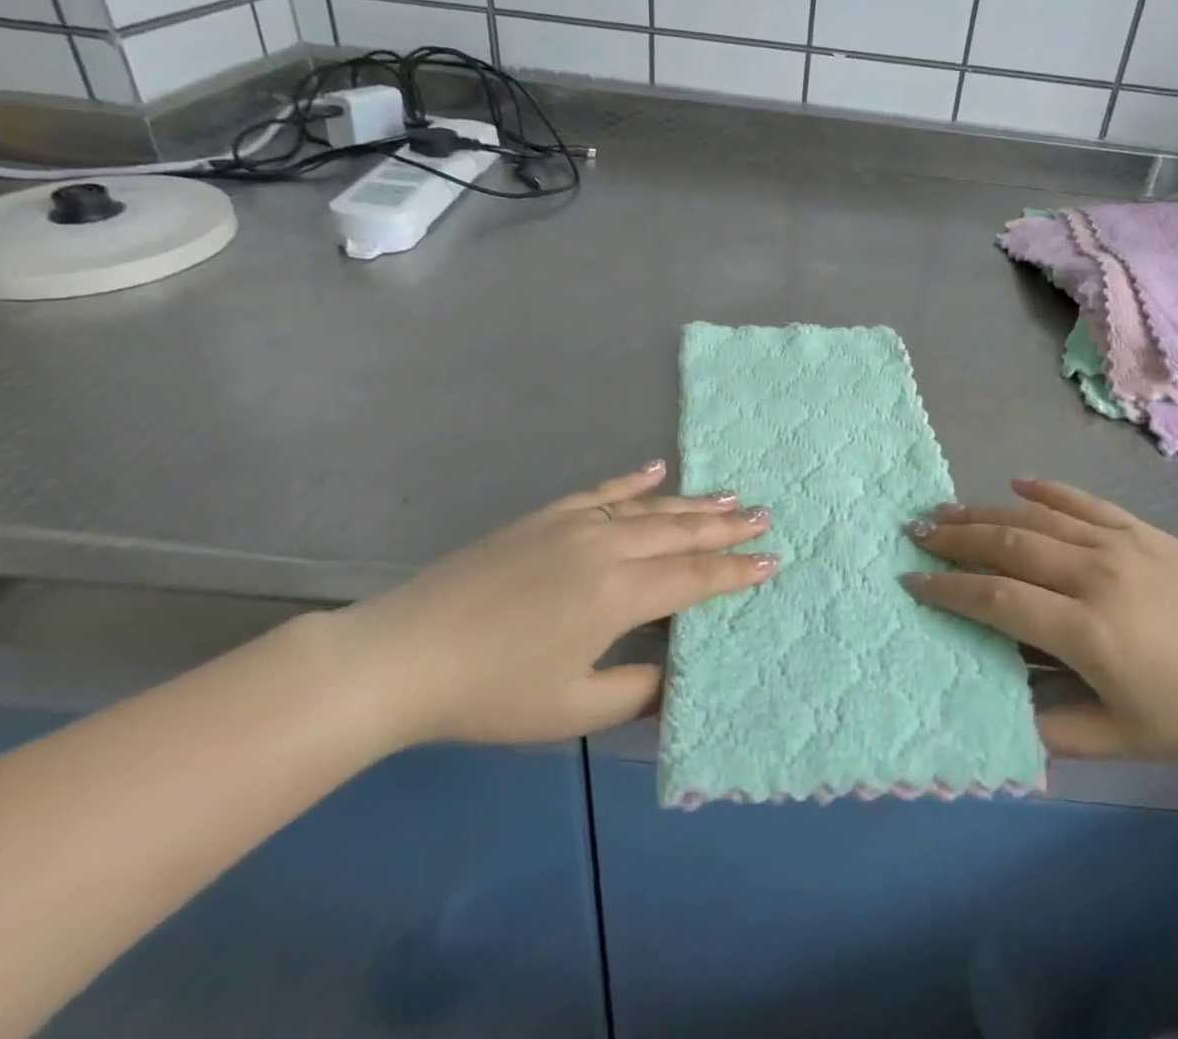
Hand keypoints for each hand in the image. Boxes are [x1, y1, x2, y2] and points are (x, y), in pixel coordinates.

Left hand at [326, 462, 773, 749]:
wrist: (404, 653)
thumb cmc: (490, 691)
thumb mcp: (570, 709)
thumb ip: (634, 692)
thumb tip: (674, 675)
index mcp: (619, 593)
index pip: (695, 578)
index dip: (736, 571)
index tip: (773, 561)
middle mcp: (608, 546)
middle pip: (681, 532)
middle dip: (727, 526)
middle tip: (766, 515)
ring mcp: (576, 523)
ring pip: (650, 507)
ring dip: (693, 501)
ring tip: (730, 494)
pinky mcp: (546, 515)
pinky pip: (603, 490)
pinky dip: (634, 479)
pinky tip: (657, 468)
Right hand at [907, 479, 1177, 759]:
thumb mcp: (1129, 741)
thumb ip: (1059, 730)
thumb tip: (1002, 715)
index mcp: (1087, 630)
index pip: (998, 599)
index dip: (950, 590)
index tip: (912, 582)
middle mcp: (1093, 574)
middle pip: (1008, 545)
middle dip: (955, 538)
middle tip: (915, 532)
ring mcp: (1117, 544)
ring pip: (1036, 517)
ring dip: (986, 510)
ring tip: (946, 507)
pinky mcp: (1140, 529)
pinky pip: (1082, 500)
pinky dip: (1045, 488)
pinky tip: (1017, 482)